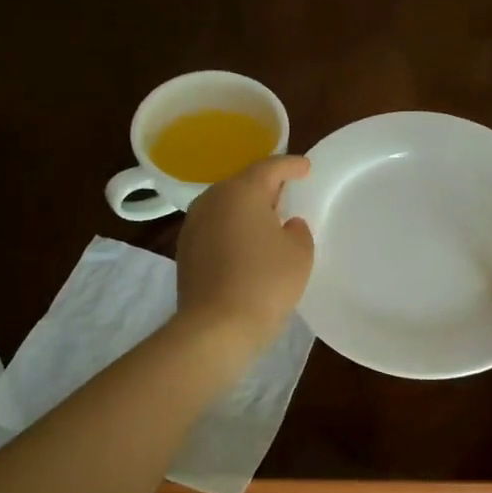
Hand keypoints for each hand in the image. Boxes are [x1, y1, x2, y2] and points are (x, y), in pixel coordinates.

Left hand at [175, 155, 314, 351]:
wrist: (216, 327)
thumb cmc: (265, 282)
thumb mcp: (299, 253)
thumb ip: (298, 230)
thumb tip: (286, 225)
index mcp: (241, 191)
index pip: (269, 167)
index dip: (290, 165)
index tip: (305, 168)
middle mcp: (212, 200)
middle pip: (243, 183)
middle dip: (266, 187)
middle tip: (287, 195)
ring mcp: (193, 225)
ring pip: (226, 206)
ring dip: (246, 209)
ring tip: (268, 221)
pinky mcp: (185, 251)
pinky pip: (215, 228)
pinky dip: (232, 229)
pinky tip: (246, 245)